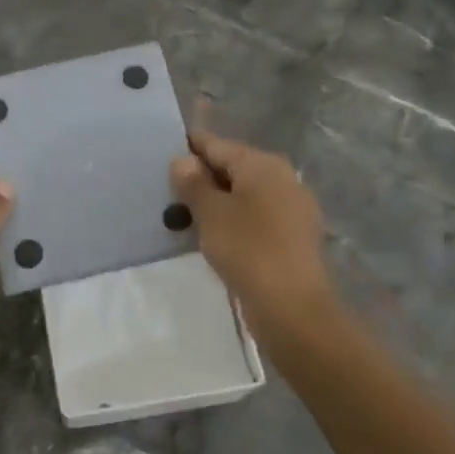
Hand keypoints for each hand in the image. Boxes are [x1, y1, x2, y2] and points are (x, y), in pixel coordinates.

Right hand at [171, 127, 335, 335]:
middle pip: (233, 168)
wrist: (292, 308)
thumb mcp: (211, 213)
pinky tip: (211, 234)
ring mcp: (292, 208)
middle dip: (201, 176)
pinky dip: (233, 219)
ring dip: (216, 200)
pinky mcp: (293, 237)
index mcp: (263, 165)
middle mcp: (282, 178)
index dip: (189, 146)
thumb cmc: (248, 250)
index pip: (217, 145)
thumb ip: (194, 183)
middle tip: (166, 187)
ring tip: (183, 212)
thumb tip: (183, 160)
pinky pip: (255, 216)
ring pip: (244, 194)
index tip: (161, 152)